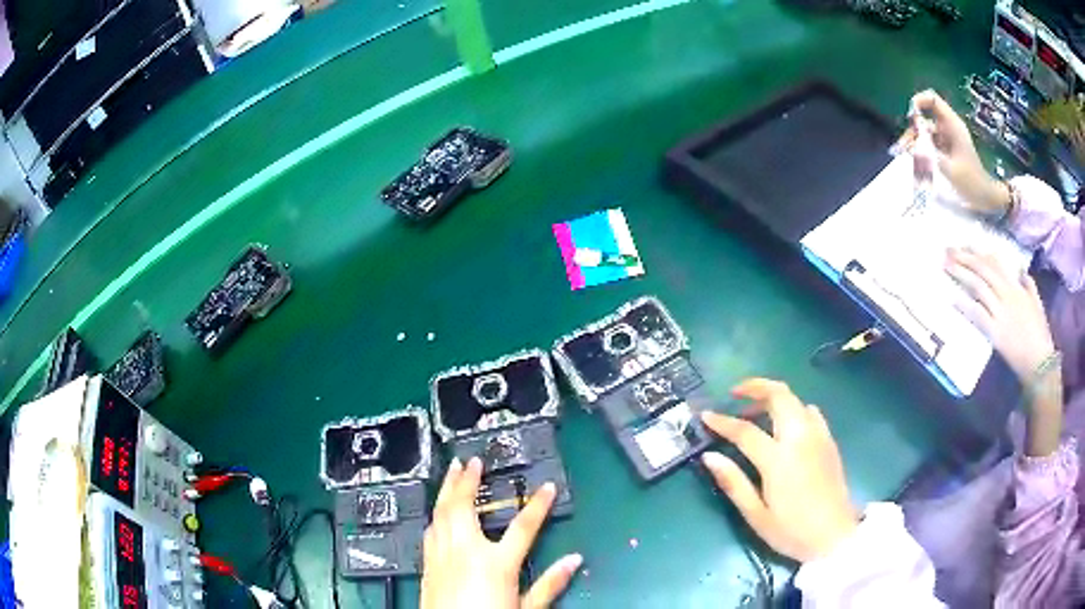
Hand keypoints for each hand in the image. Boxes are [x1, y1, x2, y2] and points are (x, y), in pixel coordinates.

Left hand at [420, 458, 581, 608]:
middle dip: (467, 480)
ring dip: (446, 489)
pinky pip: (431, 530)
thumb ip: (550, 583)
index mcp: (496, 563)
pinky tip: (438, 511)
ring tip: (451, 471)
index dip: (538, 504)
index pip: (524, 526)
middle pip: (464, 506)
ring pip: (441, 512)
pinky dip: (436, 514)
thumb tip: (575, 560)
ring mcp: (442, 554)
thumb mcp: (526, 608)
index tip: (547, 487)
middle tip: (470, 461)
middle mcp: (465, 551)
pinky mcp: (428, 563)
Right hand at [700, 379, 857, 562]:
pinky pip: (810, 411)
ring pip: (795, 399)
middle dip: (755, 386)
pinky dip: (793, 408)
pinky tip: (786, 427)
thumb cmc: (791, 530)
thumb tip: (709, 456)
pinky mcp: (829, 441)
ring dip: (774, 397)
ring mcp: (818, 436)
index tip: (705, 415)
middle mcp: (800, 438)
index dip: (722, 421)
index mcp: (778, 459)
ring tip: (757, 412)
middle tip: (734, 394)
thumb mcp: (756, 515)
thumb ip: (733, 482)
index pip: (745, 430)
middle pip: (779, 395)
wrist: (834, 536)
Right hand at [901, 90, 1009, 214]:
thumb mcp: (950, 168)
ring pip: (925, 132)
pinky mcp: (945, 149)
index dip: (919, 102)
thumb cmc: (971, 183)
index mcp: (952, 125)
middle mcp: (948, 127)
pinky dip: (922, 152)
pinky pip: (929, 144)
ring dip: (915, 143)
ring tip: (907, 159)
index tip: (911, 119)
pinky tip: (917, 165)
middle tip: (904, 147)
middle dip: (913, 130)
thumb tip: (911, 143)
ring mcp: (946, 139)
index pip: (932, 100)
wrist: (985, 198)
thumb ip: (930, 153)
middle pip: (925, 118)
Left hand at [945, 248, 1053, 379]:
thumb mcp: (1036, 302)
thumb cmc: (1039, 333)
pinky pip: (978, 315)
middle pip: (983, 270)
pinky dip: (965, 305)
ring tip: (947, 265)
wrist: (1039, 361)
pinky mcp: (995, 332)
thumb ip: (1028, 284)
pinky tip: (953, 298)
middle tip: (948, 250)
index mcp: (1016, 287)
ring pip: (978, 287)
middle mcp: (1006, 295)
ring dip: (962, 274)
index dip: (979, 253)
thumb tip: (1021, 271)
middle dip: (965, 257)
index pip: (995, 263)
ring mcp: (1000, 313)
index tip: (965, 244)